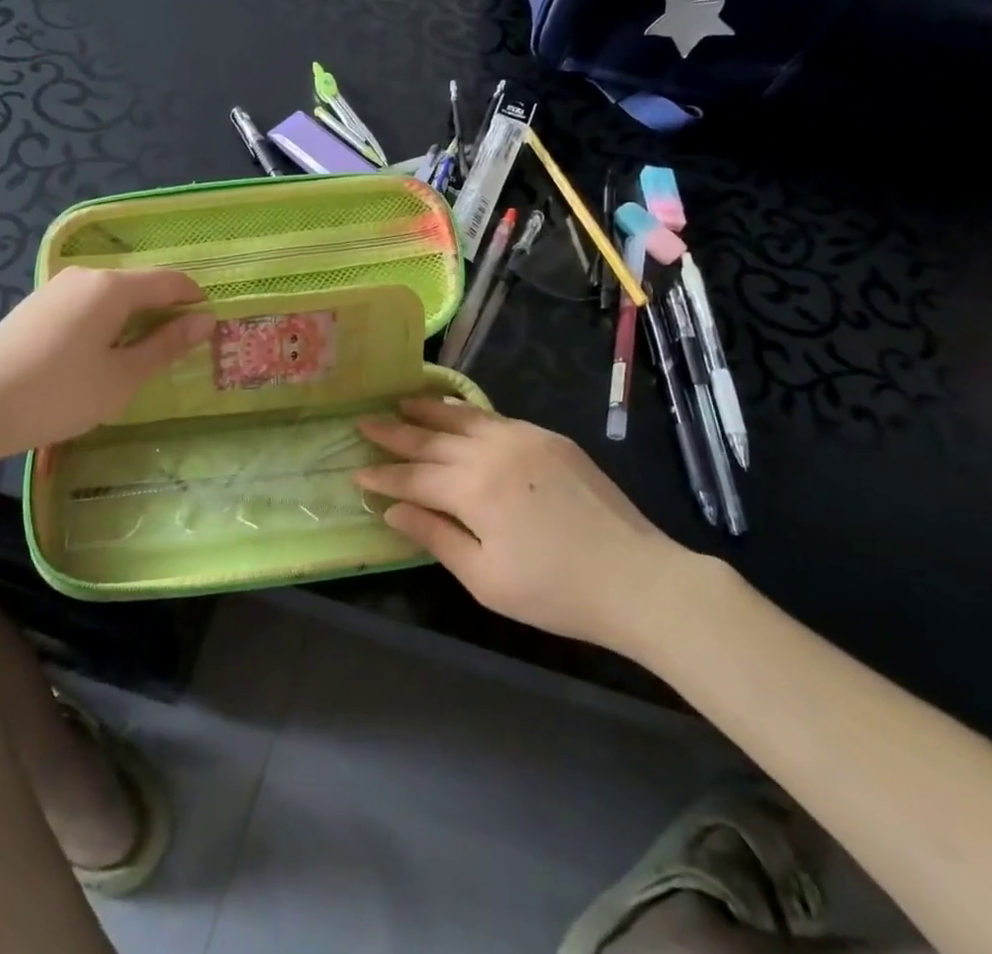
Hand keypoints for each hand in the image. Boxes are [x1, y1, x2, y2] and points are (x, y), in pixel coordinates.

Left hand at [0, 267, 211, 459]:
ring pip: (112, 295)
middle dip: (164, 312)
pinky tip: (97, 356)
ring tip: (137, 359)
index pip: (169, 280)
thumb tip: (205, 321)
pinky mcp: (36, 305)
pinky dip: (106, 322)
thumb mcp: (121, 377)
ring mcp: (56, 288)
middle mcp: (85, 275)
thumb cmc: (57, 395)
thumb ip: (165, 346)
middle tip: (174, 353)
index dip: (194, 300)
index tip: (207, 330)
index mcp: (111, 287)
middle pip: (140, 285)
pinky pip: (87, 304)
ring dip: (134, 319)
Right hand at [355, 398, 692, 647]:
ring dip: (429, 410)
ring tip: (402, 401)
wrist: (636, 578)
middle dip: (395, 431)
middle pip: (432, 437)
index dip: (382, 475)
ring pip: (463, 417)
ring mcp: (523, 438)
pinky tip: (456, 410)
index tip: (355, 470)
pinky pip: (496, 416)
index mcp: (473, 489)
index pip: (413, 476)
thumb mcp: (485, 578)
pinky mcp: (549, 437)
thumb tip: (392, 509)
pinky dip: (468, 412)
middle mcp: (492, 451)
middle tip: (364, 420)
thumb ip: (435, 536)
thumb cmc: (555, 591)